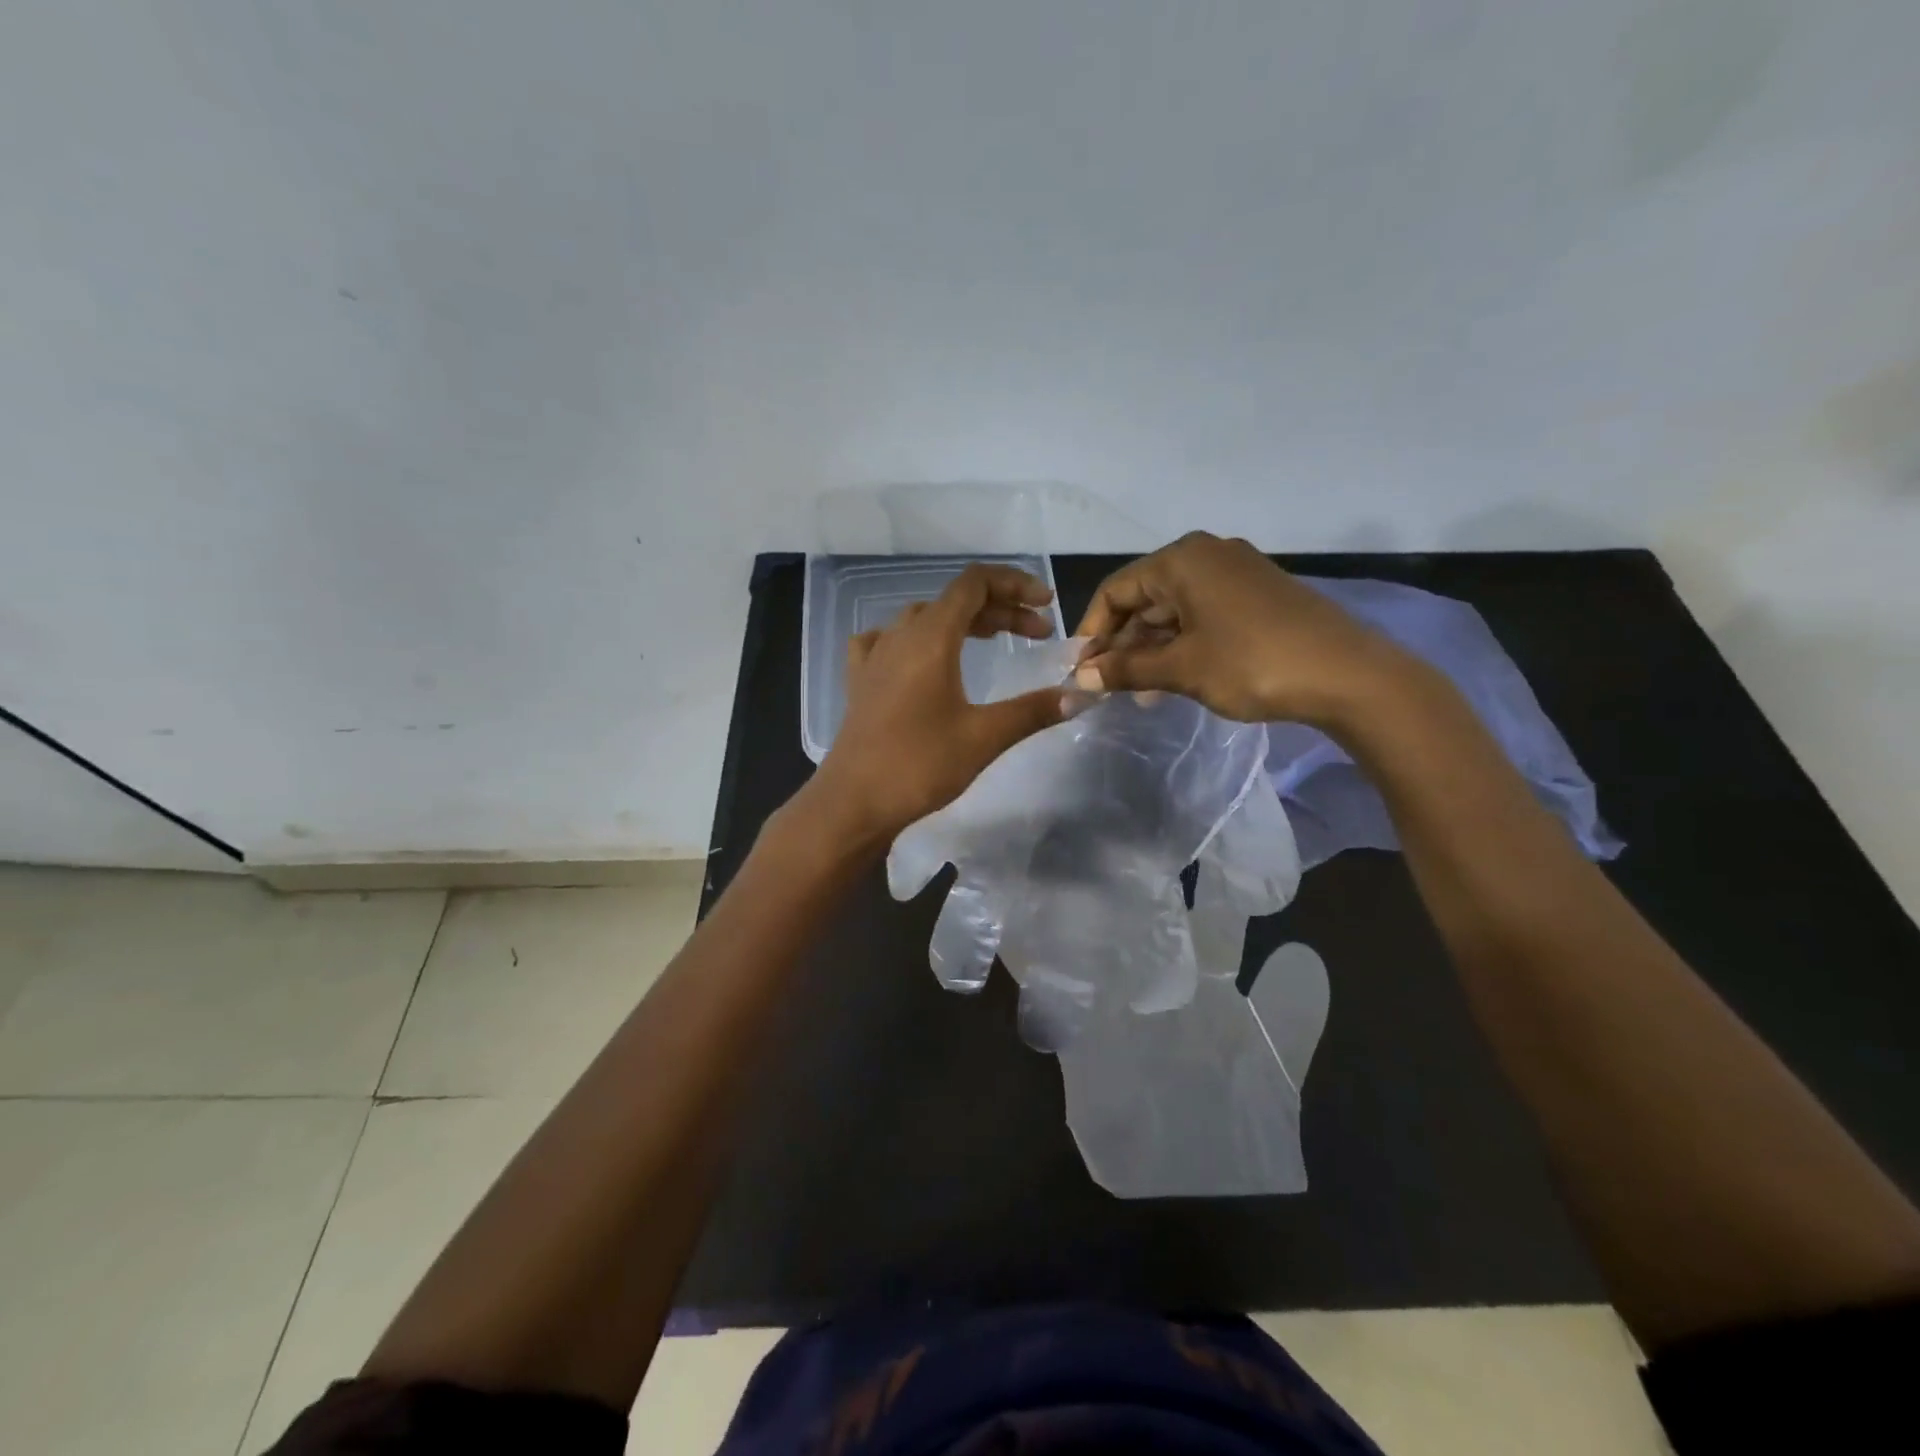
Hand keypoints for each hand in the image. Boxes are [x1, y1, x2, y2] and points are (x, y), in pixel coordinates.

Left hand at [806, 563, 1069, 842]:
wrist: (854, 802)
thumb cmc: (919, 765)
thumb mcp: (984, 736)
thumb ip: (1034, 710)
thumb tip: (1083, 695)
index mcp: (931, 637)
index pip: (974, 583)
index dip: (1015, 583)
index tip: (1046, 605)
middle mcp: (900, 635)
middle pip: (954, 601)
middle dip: (1001, 609)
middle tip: (1037, 634)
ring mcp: (874, 656)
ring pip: (924, 618)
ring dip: (963, 623)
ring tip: (993, 641)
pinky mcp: (860, 681)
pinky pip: (888, 640)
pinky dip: (916, 639)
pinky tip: (921, 657)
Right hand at [1075, 532, 1415, 727]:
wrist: (1348, 675)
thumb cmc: (1252, 663)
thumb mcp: (1181, 668)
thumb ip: (1126, 669)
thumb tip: (1080, 679)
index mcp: (1182, 560)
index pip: (1116, 590)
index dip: (1092, 631)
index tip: (1080, 670)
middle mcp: (1207, 555)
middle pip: (1145, 598)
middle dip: (1123, 643)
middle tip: (1108, 685)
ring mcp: (1237, 573)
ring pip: (1175, 610)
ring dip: (1152, 649)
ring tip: (1139, 692)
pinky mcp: (1258, 595)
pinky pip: (1203, 614)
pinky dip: (1182, 644)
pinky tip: (1174, 679)